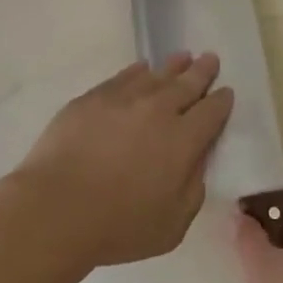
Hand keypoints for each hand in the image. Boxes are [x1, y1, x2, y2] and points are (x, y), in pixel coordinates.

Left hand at [11, 54, 234, 269]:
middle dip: (202, 71)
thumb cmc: (119, 226)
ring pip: (156, 74)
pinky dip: (137, 71)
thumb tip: (197, 160)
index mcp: (183, 140)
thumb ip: (193, 188)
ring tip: (183, 57)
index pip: (211, 112)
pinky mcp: (92, 98)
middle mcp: (158, 110)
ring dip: (173, 66)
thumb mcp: (173, 224)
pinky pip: (123, 76)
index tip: (226, 91)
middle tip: (210, 58)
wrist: (56, 208)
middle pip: (187, 83)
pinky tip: (141, 69)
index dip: (221, 100)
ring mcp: (123, 98)